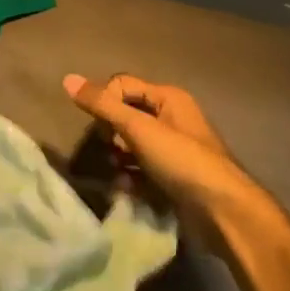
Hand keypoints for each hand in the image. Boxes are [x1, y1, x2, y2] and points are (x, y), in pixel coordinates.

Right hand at [61, 73, 268, 234]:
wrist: (222, 211)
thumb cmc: (182, 160)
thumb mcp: (139, 128)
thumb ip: (103, 105)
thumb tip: (67, 78)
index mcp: (168, 98)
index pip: (122, 86)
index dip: (105, 103)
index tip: (102, 129)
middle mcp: (171, 118)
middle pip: (125, 116)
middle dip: (110, 134)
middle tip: (111, 151)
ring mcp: (172, 150)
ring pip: (130, 145)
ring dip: (118, 159)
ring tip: (119, 174)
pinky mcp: (171, 176)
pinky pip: (140, 169)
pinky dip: (131, 177)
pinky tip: (128, 189)